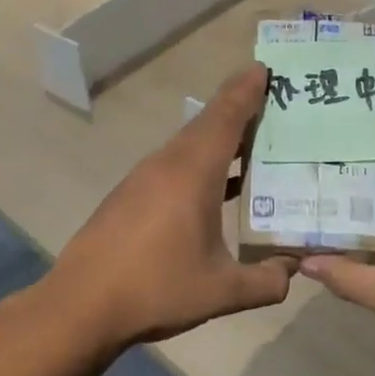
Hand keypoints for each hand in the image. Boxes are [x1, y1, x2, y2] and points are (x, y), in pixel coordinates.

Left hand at [43, 65, 295, 348]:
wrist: (80, 306)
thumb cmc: (156, 288)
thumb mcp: (221, 291)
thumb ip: (266, 281)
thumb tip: (294, 271)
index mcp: (193, 172)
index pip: (225, 118)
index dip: (246, 91)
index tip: (265, 68)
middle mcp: (168, 164)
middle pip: (208, 124)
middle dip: (239, 109)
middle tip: (274, 103)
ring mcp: (144, 178)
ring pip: (190, 145)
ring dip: (221, 138)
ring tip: (255, 141)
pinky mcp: (131, 196)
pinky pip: (176, 164)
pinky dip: (203, 162)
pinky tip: (219, 186)